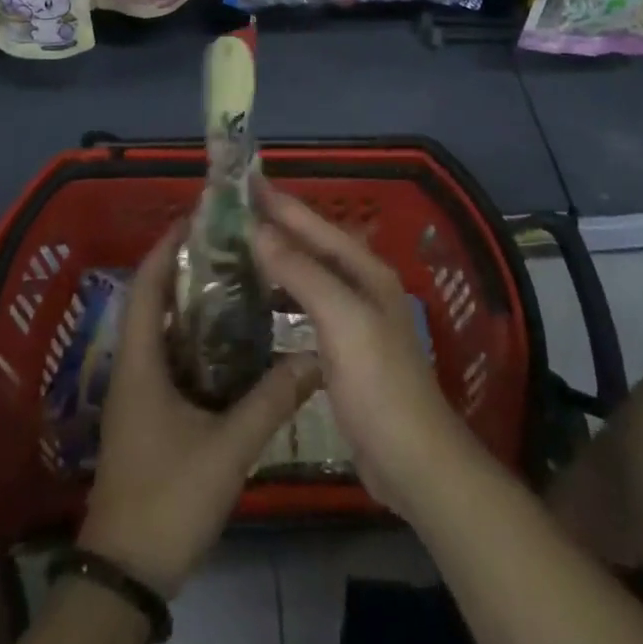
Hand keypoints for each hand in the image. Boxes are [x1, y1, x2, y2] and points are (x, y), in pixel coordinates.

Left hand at [78, 224, 319, 598]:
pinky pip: (173, 359)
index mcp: (141, 361)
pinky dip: (199, 341)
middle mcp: (135, 366)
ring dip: (195, 305)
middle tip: (234, 246)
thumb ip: (271, 401)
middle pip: (156, 300)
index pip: (148, 284)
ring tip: (241, 281)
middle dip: (189, 269)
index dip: (168, 246)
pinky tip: (236, 343)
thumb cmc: (167, 498)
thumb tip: (315, 359)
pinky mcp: (150, 414)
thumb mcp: (226, 449)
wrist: (126, 574)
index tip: (200, 217)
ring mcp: (141, 392)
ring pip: (166, 331)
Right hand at [252, 193, 475, 518]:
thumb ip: (302, 272)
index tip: (241, 180)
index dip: (278, 201)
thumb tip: (258, 228)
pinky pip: (305, 306)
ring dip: (275, 257)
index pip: (314, 224)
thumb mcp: (343, 320)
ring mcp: (352, 318)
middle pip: (310, 244)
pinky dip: (281, 294)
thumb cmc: (379, 385)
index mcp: (365, 270)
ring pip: (306, 274)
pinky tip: (257, 299)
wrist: (413, 463)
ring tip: (234, 247)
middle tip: (228, 212)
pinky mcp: (341, 350)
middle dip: (274, 224)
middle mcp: (360, 285)